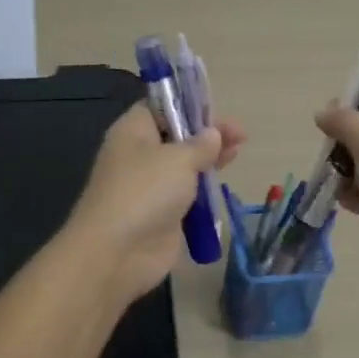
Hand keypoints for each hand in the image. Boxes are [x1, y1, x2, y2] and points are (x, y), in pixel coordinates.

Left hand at [65, 104, 244, 303]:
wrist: (118, 252)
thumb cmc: (145, 192)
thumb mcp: (178, 159)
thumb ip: (201, 145)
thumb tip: (213, 134)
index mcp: (133, 131)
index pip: (160, 107)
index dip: (189, 105)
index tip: (217, 110)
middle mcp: (139, 155)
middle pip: (176, 136)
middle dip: (207, 134)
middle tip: (240, 136)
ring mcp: (150, 187)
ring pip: (183, 166)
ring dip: (208, 161)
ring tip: (237, 154)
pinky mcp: (161, 214)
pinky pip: (186, 195)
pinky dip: (203, 190)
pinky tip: (222, 184)